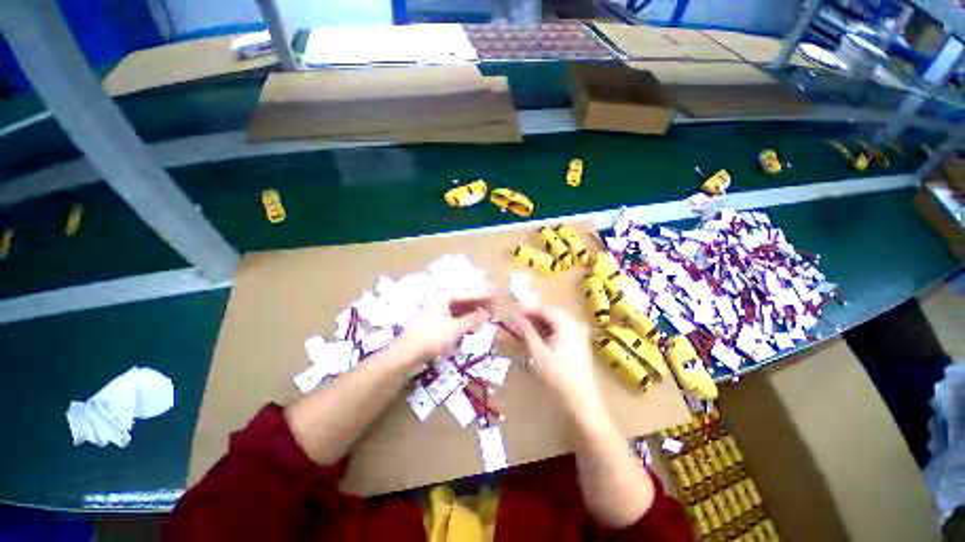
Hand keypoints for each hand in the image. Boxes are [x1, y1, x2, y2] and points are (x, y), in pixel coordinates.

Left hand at [396, 295, 491, 362]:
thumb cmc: (433, 337)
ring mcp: (435, 315)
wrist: (407, 354)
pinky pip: (452, 321)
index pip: (467, 295)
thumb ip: (473, 320)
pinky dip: (462, 323)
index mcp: (444, 299)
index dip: (481, 296)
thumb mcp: (456, 328)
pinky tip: (469, 327)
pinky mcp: (434, 326)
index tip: (494, 296)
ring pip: (458, 312)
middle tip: (493, 308)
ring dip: (471, 314)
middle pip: (462, 302)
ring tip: (484, 317)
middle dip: (477, 306)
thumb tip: (488, 314)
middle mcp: (439, 304)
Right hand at [515, 305, 601, 414]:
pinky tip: (541, 336)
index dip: (530, 310)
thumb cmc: (557, 374)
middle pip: (553, 313)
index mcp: (566, 323)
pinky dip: (550, 329)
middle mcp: (575, 323)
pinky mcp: (580, 341)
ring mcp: (579, 332)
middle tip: (520, 321)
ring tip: (527, 329)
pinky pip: (563, 328)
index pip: (546, 309)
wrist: (580, 397)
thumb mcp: (538, 352)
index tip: (516, 313)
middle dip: (536, 315)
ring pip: (558, 320)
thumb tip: (519, 319)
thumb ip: (528, 333)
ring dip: (542, 322)